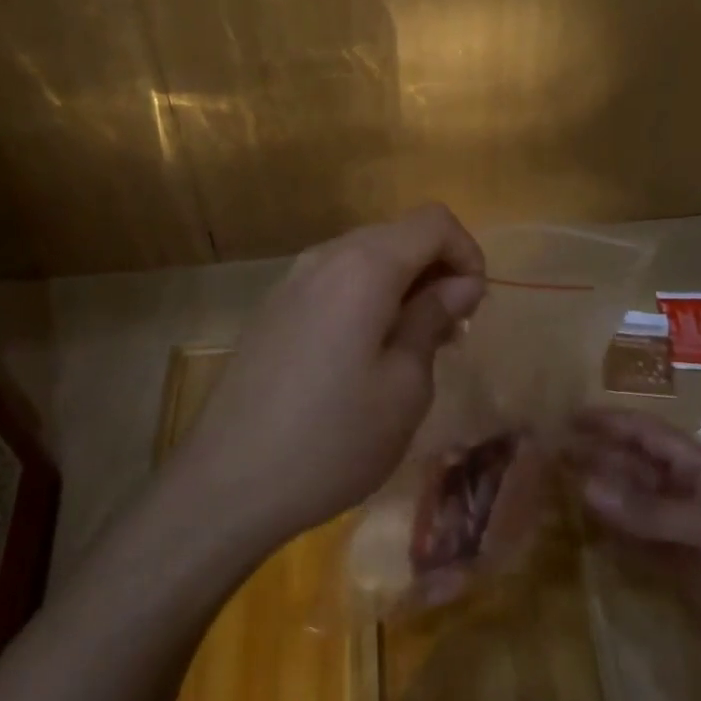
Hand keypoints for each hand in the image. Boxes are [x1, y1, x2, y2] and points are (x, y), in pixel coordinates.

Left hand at [172, 204, 486, 549]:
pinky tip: (363, 352)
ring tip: (410, 346)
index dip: (466, 253)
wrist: (228, 479)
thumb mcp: (405, 387)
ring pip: (366, 255)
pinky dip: (366, 295)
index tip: (472, 307)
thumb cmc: (332, 438)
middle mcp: (327, 254)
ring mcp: (294, 276)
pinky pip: (335, 277)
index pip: (434, 221)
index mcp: (364, 265)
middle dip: (436, 269)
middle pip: (399, 233)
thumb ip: (433, 319)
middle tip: (448, 332)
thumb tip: (460, 283)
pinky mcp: (275, 303)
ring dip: (401, 283)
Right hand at [568, 408, 700, 700]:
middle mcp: (682, 491)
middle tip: (545, 452)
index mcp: (697, 466)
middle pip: (630, 464)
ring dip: (596, 494)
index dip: (607, 421)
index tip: (565, 415)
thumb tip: (584, 483)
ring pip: (627, 502)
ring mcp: (678, 532)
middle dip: (593, 455)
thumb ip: (646, 507)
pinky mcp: (675, 571)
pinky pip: (633, 542)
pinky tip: (580, 528)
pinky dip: (608, 534)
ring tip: (551, 485)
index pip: (644, 431)